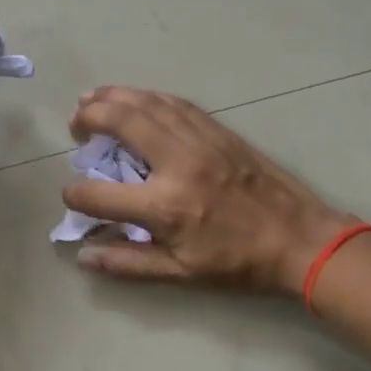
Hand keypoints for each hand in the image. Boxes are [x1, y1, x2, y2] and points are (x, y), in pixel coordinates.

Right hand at [62, 87, 365, 296]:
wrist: (299, 238)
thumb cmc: (238, 262)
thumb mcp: (181, 273)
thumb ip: (128, 263)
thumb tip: (83, 255)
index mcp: (164, 206)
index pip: (100, 194)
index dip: (76, 194)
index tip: (71, 195)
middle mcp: (177, 163)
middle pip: (121, 123)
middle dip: (89, 117)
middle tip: (75, 123)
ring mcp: (200, 140)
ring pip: (148, 104)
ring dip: (114, 96)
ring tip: (91, 98)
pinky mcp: (218, 130)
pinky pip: (175, 103)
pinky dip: (148, 97)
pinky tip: (136, 98)